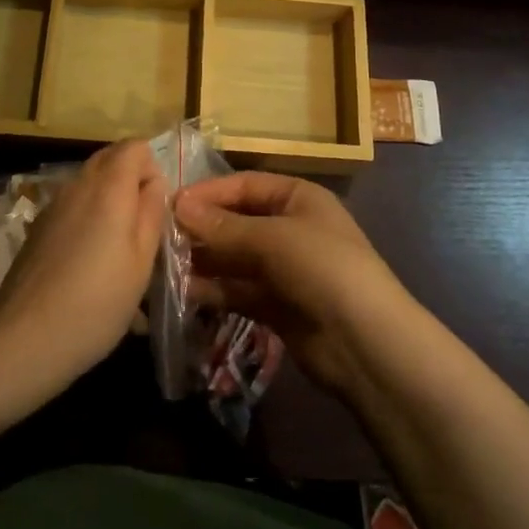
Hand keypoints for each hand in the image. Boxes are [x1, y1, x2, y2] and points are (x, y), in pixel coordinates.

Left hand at [0, 140, 165, 398]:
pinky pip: (71, 208)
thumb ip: (152, 212)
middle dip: (131, 181)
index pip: (135, 146)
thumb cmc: (97, 302)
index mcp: (108, 187)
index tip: (157, 207)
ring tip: (118, 252)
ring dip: (109, 202)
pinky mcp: (36, 230)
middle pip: (110, 159)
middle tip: (143, 226)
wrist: (24, 342)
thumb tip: (153, 183)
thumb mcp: (141, 261)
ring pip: (89, 184)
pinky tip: (90, 268)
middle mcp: (77, 185)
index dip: (152, 167)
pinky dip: (87, 221)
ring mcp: (51, 206)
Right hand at [175, 173, 411, 398]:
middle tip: (162, 238)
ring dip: (204, 261)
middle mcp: (290, 228)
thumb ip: (224, 226)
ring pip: (234, 258)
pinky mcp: (276, 306)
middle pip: (237, 221)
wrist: (366, 343)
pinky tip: (185, 293)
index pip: (245, 185)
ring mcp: (284, 269)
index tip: (171, 204)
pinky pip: (238, 290)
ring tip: (166, 266)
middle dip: (203, 229)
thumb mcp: (274, 238)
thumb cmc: (324, 268)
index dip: (209, 192)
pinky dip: (215, 290)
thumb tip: (178, 206)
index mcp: (298, 198)